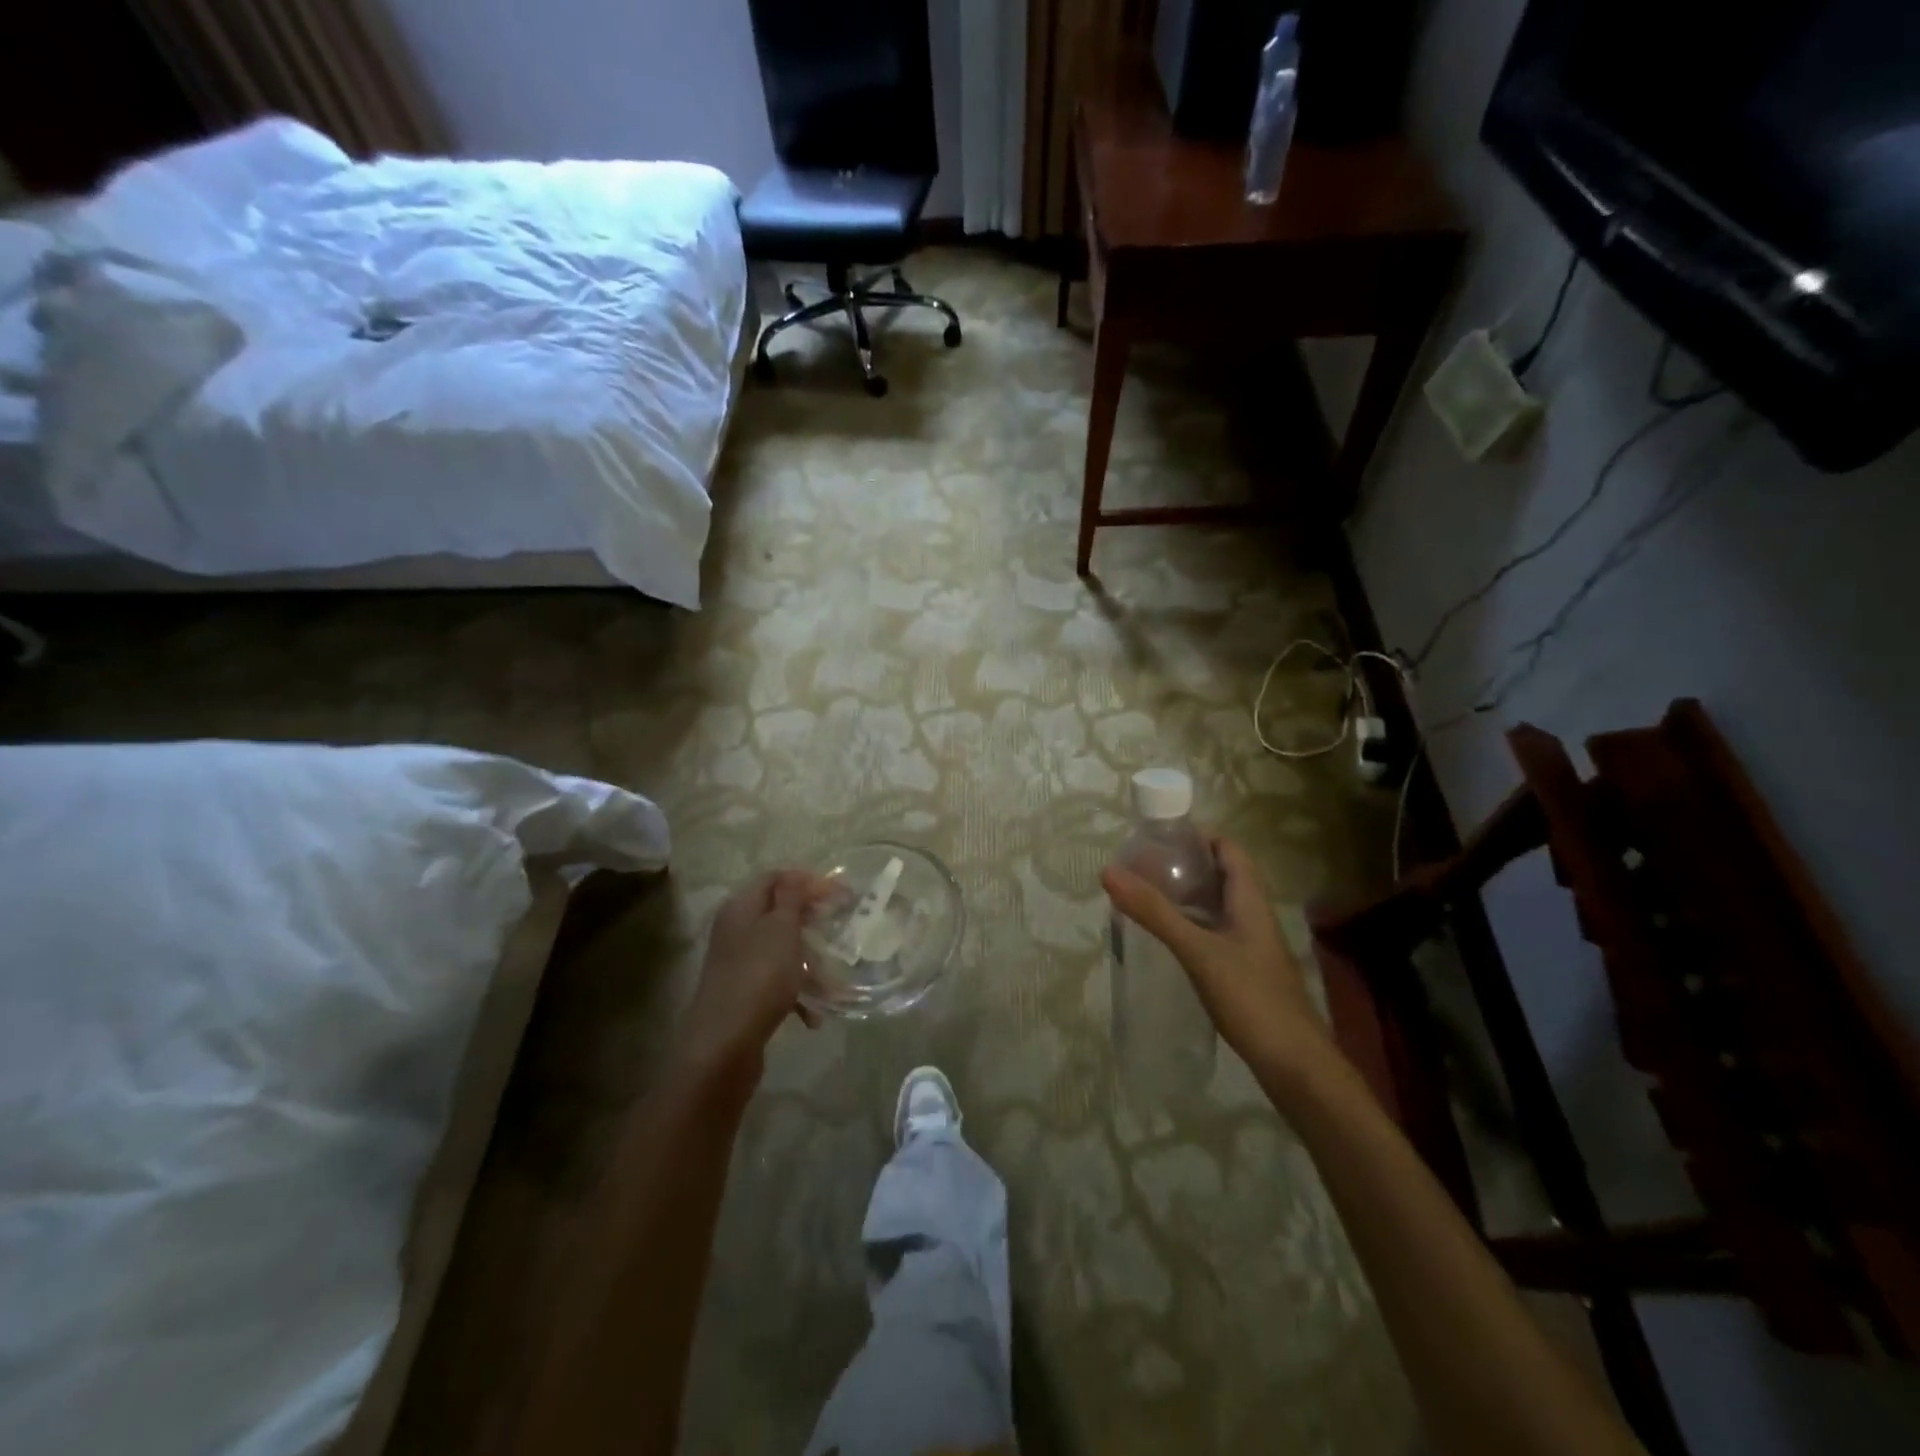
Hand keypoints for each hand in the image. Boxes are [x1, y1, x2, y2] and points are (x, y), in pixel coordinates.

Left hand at [675, 871, 829, 1089]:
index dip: (807, 881)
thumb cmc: (759, 977)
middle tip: (841, 928)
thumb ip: (792, 898)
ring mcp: (739, 964)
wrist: (723, 1046)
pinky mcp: (745, 994)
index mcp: (741, 908)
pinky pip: (778, 983)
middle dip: (812, 922)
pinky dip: (798, 993)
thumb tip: (797, 877)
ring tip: (835, 985)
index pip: (774, 878)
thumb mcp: (781, 929)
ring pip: (782, 951)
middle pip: (779, 914)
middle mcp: (736, 931)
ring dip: (811, 964)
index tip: (840, 893)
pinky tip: (815, 1015)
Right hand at [1102, 835, 1333, 1079]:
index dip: (1198, 836)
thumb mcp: (1198, 951)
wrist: (1296, 1067)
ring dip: (1187, 896)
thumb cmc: (1251, 999)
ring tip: (1147, 896)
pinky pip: (1216, 933)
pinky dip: (1191, 925)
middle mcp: (1254, 916)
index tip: (1158, 836)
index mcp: (1251, 901)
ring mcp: (1252, 946)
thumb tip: (1109, 871)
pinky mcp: (1246, 971)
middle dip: (1185, 865)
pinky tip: (1168, 938)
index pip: (1229, 849)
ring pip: (1218, 906)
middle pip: (1222, 875)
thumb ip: (1155, 912)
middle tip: (1143, 866)